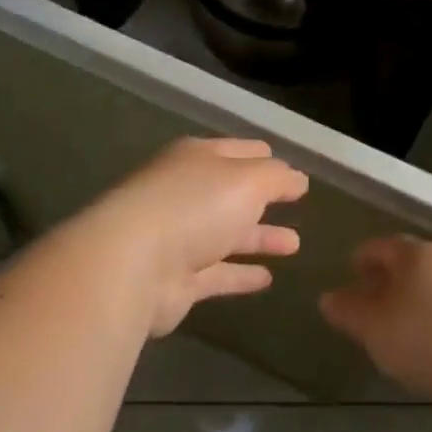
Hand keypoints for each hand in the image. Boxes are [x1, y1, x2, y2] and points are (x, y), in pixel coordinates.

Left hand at [68, 138, 307, 337]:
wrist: (133, 264)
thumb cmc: (194, 206)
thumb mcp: (248, 180)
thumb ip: (277, 178)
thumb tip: (298, 178)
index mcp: (197, 158)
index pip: (240, 151)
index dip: (268, 160)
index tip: (295, 174)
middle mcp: (185, 193)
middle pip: (232, 193)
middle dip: (264, 199)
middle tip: (298, 206)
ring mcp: (177, 236)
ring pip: (227, 234)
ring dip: (259, 238)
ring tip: (295, 245)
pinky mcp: (176, 279)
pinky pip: (217, 274)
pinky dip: (240, 275)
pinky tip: (268, 279)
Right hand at [319, 236, 431, 401]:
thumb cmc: (427, 335)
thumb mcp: (373, 327)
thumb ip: (348, 311)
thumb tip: (327, 297)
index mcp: (413, 253)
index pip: (380, 246)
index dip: (363, 258)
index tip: (351, 271)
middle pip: (411, 262)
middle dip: (391, 279)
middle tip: (375, 301)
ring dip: (420, 300)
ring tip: (406, 327)